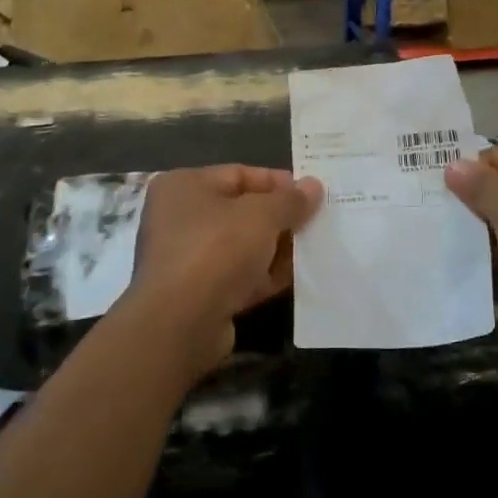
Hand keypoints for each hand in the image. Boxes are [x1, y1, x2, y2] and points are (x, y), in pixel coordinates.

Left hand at [125, 165, 323, 381]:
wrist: (181, 323)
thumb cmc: (217, 250)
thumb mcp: (262, 215)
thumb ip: (290, 200)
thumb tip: (313, 186)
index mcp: (184, 186)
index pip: (239, 174)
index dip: (278, 182)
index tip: (312, 193)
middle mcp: (180, 218)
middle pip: (242, 211)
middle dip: (280, 217)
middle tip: (318, 221)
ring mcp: (188, 259)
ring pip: (243, 246)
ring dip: (277, 248)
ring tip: (315, 248)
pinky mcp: (199, 294)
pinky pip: (239, 276)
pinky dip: (265, 276)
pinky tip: (298, 277)